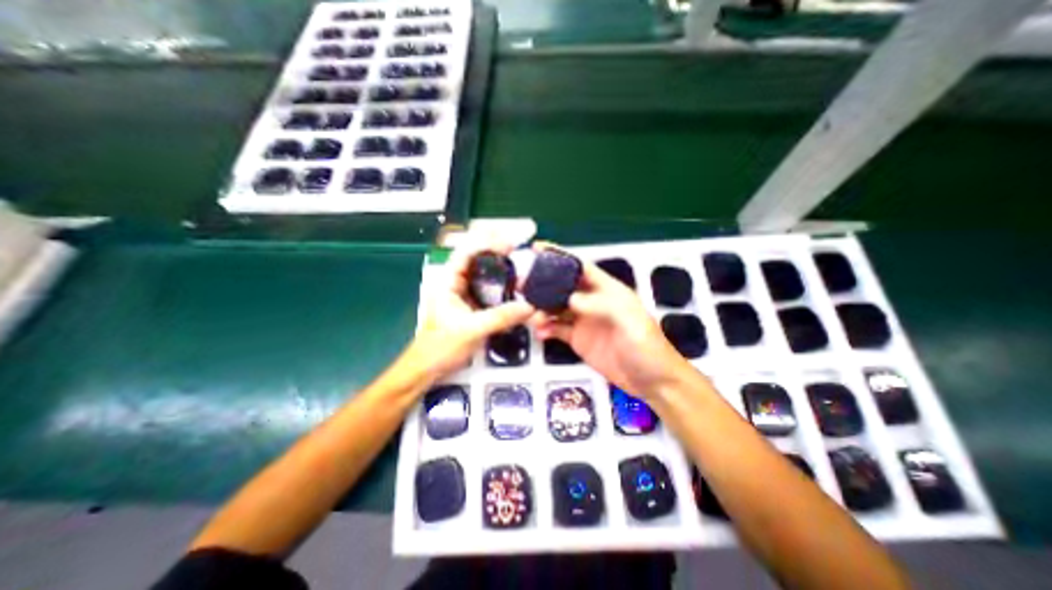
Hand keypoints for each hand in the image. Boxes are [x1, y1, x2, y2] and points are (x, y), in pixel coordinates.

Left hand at [410, 243, 535, 378]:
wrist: (429, 368)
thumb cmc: (441, 346)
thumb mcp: (472, 329)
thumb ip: (501, 317)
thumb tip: (530, 306)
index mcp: (449, 281)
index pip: (467, 252)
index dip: (488, 243)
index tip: (510, 243)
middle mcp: (457, 283)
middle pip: (477, 259)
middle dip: (496, 251)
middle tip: (519, 249)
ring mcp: (465, 295)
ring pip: (484, 275)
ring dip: (500, 268)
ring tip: (520, 264)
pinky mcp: (473, 307)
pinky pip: (490, 291)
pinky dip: (502, 287)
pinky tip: (515, 287)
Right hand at [535, 248, 690, 398]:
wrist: (651, 381)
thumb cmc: (646, 347)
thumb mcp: (629, 321)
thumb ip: (600, 306)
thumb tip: (569, 299)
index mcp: (607, 290)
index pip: (581, 267)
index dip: (560, 256)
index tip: (538, 249)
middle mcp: (592, 302)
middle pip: (563, 287)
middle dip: (543, 284)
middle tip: (522, 285)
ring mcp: (584, 321)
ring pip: (557, 308)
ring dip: (542, 308)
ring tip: (529, 314)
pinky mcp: (578, 339)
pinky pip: (557, 329)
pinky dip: (546, 328)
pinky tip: (540, 332)